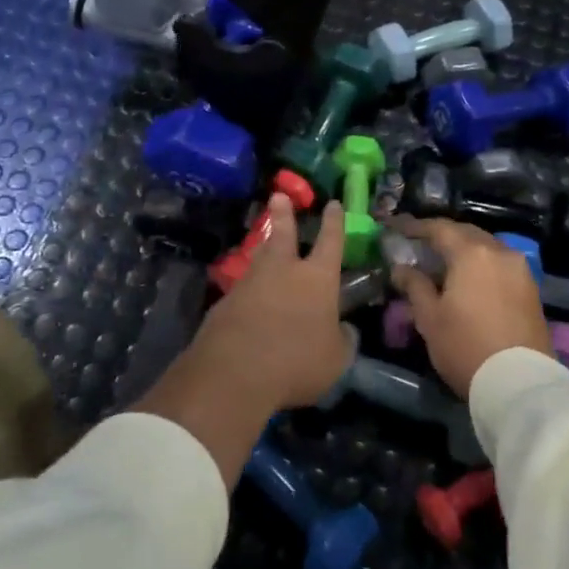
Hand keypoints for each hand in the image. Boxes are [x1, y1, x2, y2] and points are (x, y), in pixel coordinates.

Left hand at [193, 194, 351, 409]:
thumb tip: (343, 330)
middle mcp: (283, 271)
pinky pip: (242, 291)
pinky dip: (248, 291)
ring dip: (263, 248)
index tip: (333, 203)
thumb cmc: (297, 361)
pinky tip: (248, 302)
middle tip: (278, 195)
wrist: (235, 373)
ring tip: (264, 242)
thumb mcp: (335, 359)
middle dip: (283, 215)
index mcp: (317, 278)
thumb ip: (342, 340)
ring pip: (259, 258)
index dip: (334, 222)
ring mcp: (250, 284)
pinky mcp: (224, 304)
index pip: (331, 242)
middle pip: (283, 235)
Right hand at [389, 217, 552, 397]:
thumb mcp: (430, 318)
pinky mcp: (531, 288)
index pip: (439, 228)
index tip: (397, 227)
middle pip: (466, 232)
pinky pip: (500, 263)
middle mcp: (499, 251)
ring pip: (486, 246)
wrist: (520, 384)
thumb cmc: (466, 347)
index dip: (415, 226)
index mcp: (471, 253)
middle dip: (442, 235)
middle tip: (419, 244)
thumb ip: (414, 286)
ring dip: (463, 248)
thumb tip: (401, 268)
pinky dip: (481, 263)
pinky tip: (469, 278)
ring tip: (443, 262)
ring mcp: (520, 269)